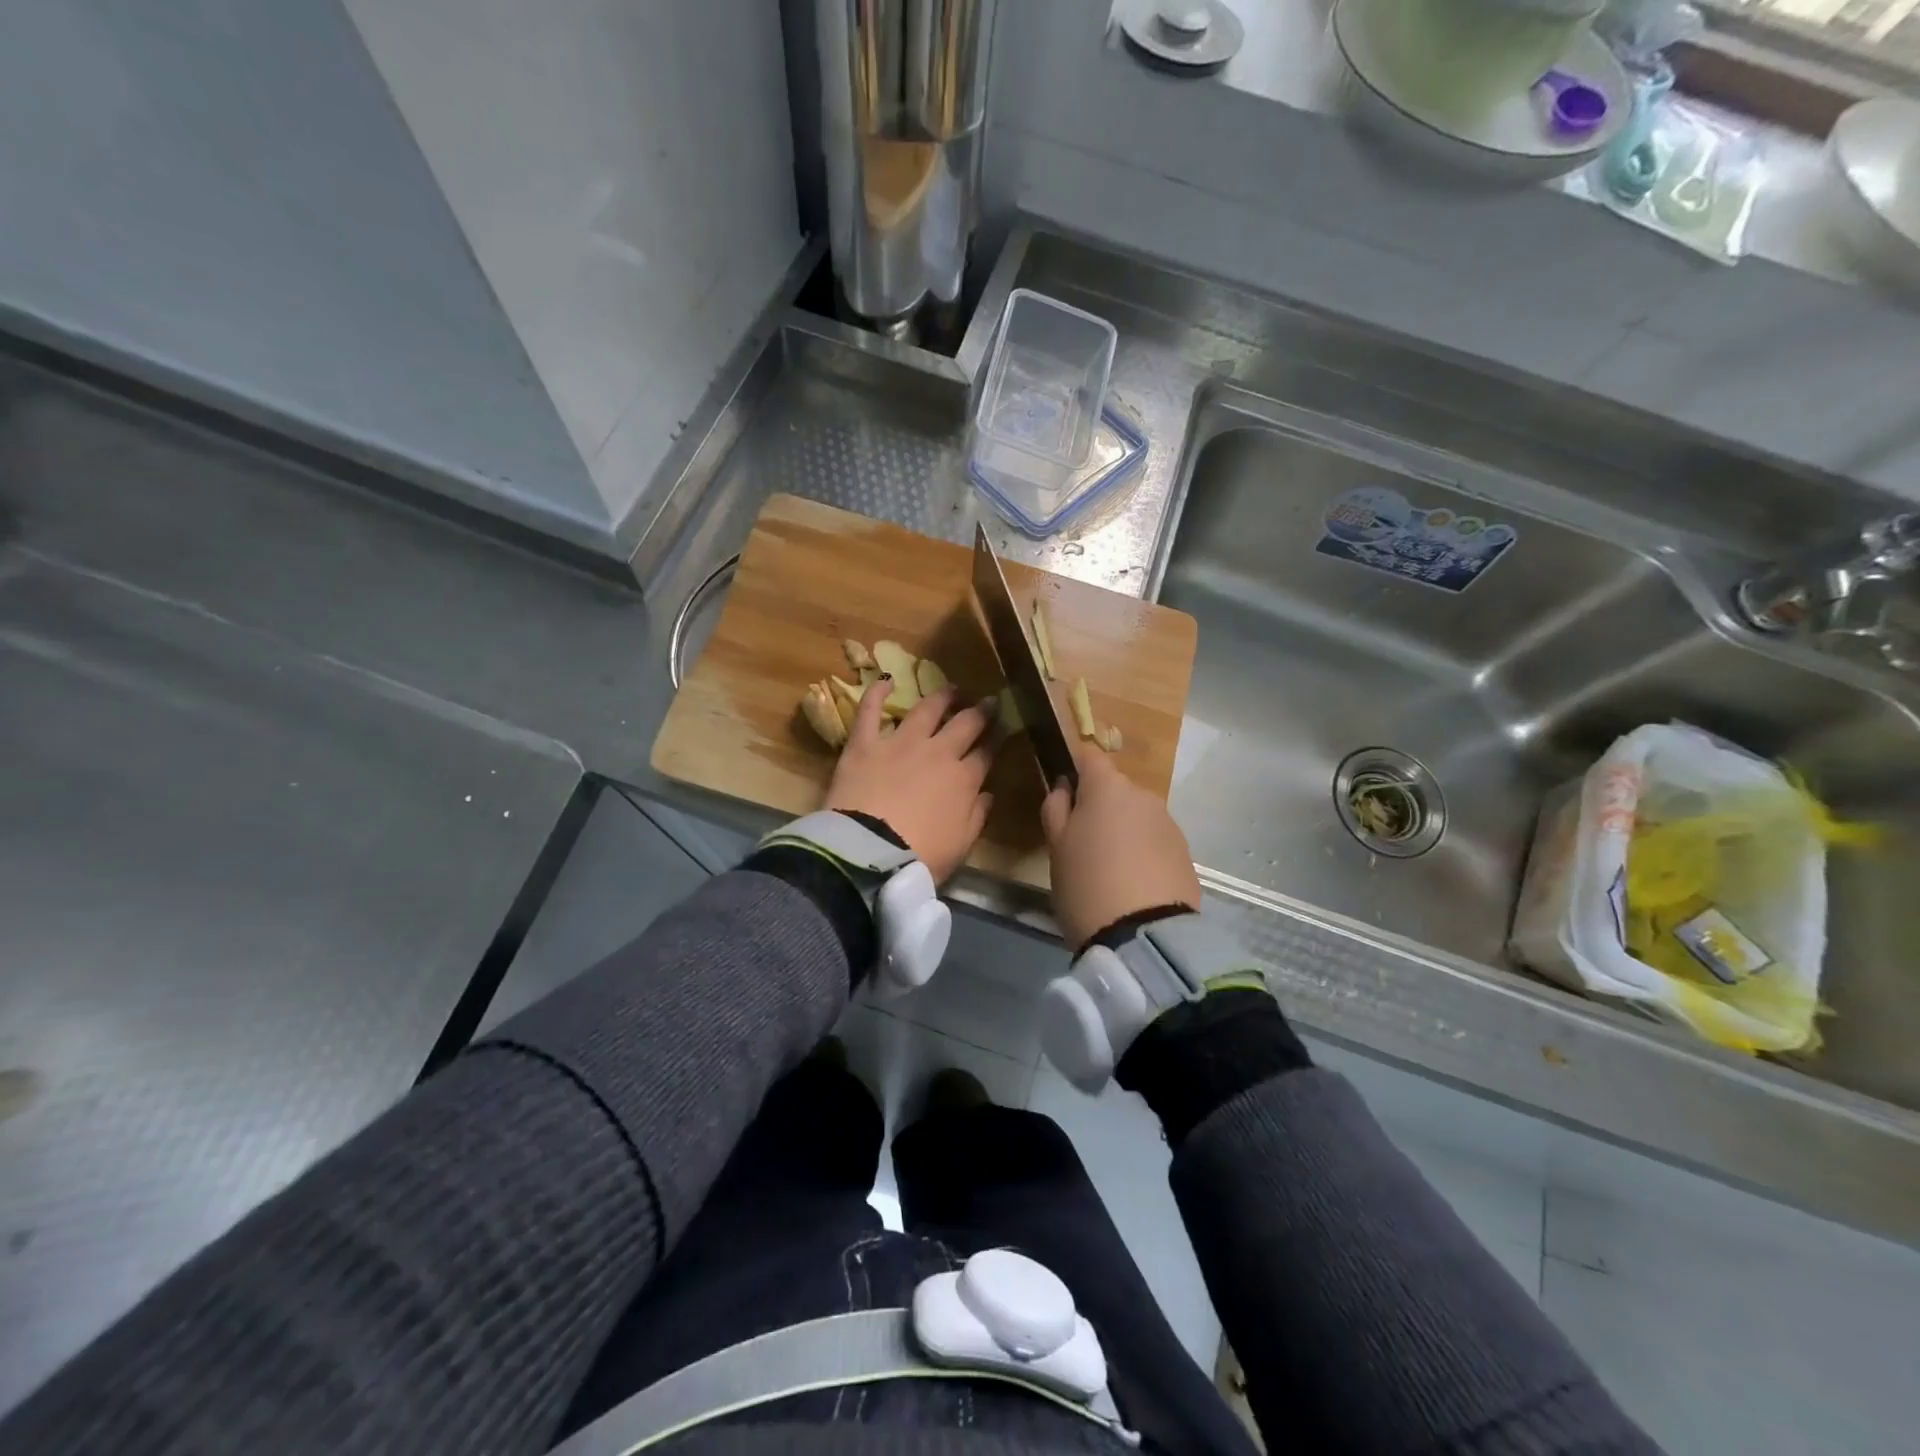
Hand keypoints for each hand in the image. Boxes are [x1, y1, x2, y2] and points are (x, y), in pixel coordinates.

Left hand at [825, 678, 995, 882]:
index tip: (1003, 730)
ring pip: (927, 710)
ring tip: (952, 689)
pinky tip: (886, 680)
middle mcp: (937, 752)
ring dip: (942, 697)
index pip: (986, 754)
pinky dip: (877, 693)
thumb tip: (987, 794)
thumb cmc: (921, 856)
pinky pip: (871, 710)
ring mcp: (900, 743)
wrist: (869, 853)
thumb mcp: (961, 845)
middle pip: (965, 724)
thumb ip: (977, 816)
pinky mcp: (865, 743)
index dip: (996, 741)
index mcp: (963, 779)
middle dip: (980, 712)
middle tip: (989, 701)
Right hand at [1041, 748, 1200, 950]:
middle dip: (1100, 807)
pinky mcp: (1186, 854)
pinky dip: (1142, 853)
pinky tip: (1132, 885)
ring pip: (1137, 817)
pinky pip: (1155, 843)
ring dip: (1123, 831)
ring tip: (1108, 870)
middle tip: (1081, 843)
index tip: (1063, 794)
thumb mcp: (1056, 846)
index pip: (1089, 757)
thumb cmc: (1086, 884)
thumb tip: (1064, 787)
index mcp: (1109, 787)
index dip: (1074, 769)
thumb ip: (1056, 808)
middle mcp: (1144, 796)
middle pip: (1116, 790)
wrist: (1144, 936)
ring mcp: (1170, 824)